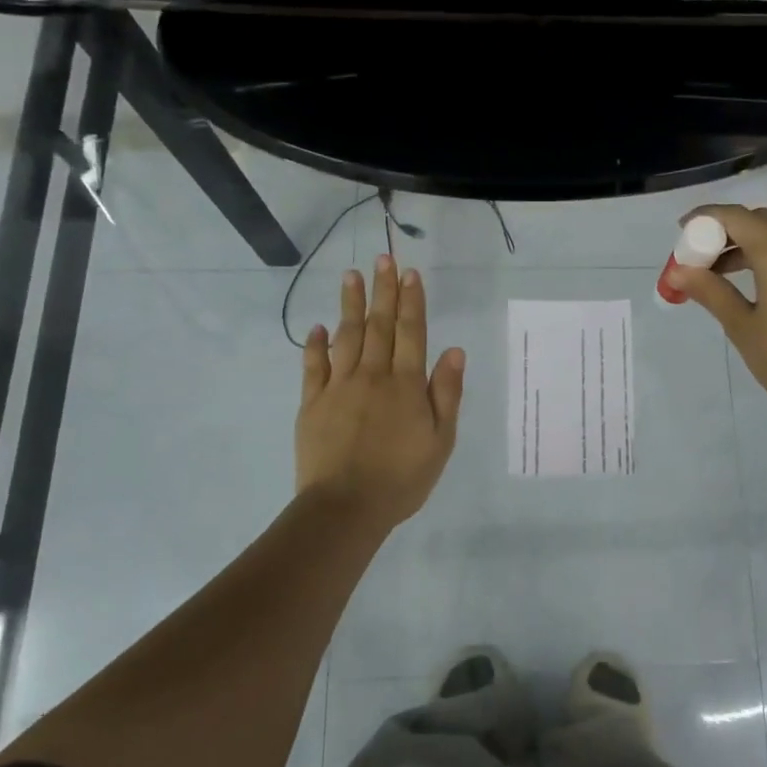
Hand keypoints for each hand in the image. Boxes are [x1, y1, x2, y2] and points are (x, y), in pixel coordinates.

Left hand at [296, 255, 465, 534]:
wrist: (345, 508)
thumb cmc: (402, 478)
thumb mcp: (441, 441)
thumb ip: (446, 393)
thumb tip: (454, 351)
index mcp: (406, 385)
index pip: (410, 332)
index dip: (412, 301)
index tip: (410, 273)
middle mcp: (373, 376)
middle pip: (379, 325)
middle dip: (383, 290)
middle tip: (383, 258)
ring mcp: (339, 387)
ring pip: (346, 336)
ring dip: (350, 304)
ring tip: (351, 275)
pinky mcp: (312, 404)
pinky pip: (313, 367)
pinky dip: (315, 345)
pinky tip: (318, 327)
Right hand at [669, 205, 766, 434]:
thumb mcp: (742, 326)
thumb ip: (709, 291)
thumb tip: (677, 272)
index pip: (737, 217)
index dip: (706, 217)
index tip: (682, 230)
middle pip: (760, 220)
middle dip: (727, 229)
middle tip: (700, 253)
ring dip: (747, 242)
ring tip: (718, 272)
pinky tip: (750, 282)